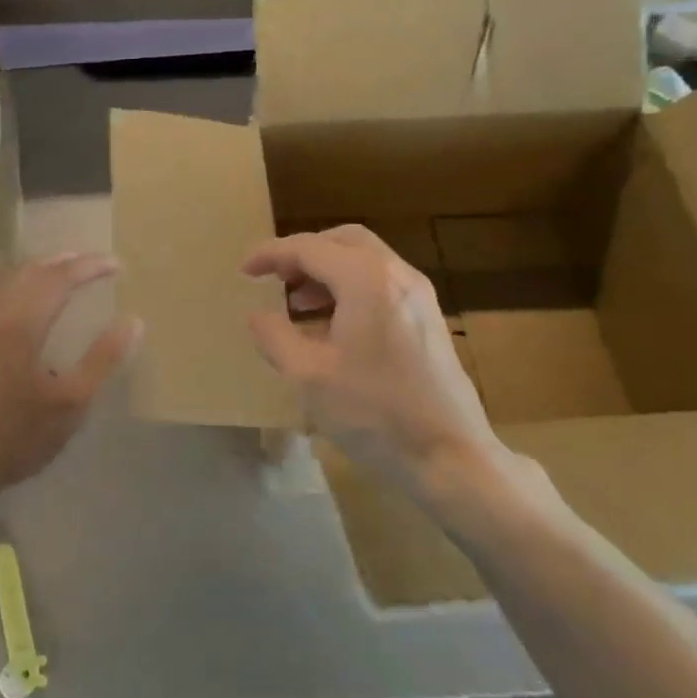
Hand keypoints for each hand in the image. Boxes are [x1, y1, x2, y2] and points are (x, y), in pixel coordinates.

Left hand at [0, 254, 140, 500]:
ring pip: (9, 280)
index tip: (117, 265)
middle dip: (65, 262)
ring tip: (66, 273)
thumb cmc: (15, 438)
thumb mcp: (70, 404)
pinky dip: (19, 284)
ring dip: (41, 270)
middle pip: (32, 271)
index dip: (89, 267)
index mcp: (20, 324)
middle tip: (94, 263)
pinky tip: (27, 299)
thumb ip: (102, 359)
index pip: (60, 278)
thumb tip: (133, 321)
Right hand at [242, 226, 512, 502]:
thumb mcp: (308, 376)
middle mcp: (397, 275)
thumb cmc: (374, 414)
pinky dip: (350, 287)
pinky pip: (382, 283)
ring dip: (328, 270)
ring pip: (366, 260)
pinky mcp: (428, 319)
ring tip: (297, 303)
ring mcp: (419, 296)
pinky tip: (333, 325)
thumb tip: (258, 315)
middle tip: (275, 278)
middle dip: (304, 253)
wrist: (452, 457)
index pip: (310, 248)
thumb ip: (275, 336)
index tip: (244, 270)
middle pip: (343, 240)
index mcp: (366, 280)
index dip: (271, 254)